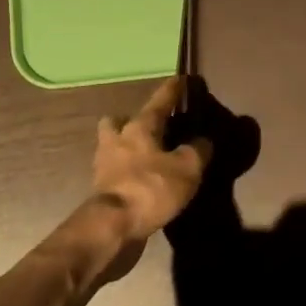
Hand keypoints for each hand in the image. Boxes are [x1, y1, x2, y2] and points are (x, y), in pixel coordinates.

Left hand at [93, 77, 211, 244]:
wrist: (112, 227)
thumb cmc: (151, 188)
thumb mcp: (187, 168)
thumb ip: (198, 150)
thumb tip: (204, 141)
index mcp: (139, 128)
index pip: (159, 101)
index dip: (173, 90)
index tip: (181, 78)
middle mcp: (117, 140)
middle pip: (118, 121)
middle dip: (129, 120)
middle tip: (147, 126)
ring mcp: (104, 165)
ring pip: (111, 145)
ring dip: (124, 146)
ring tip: (144, 156)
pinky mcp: (101, 190)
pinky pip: (113, 171)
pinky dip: (125, 172)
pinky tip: (139, 180)